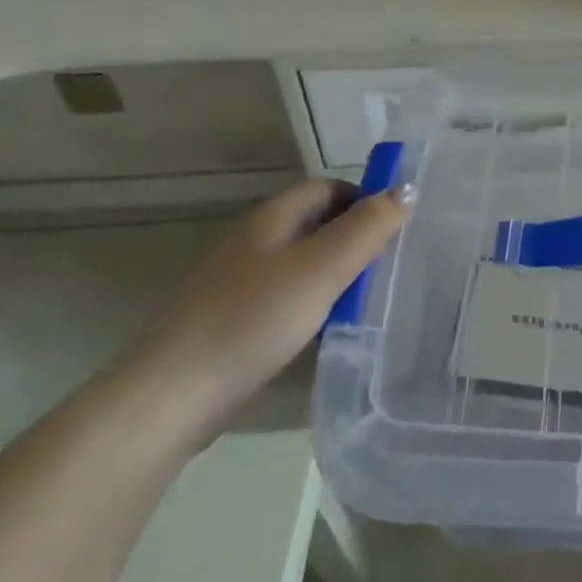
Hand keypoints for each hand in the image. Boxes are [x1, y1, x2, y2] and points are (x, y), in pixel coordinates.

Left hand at [123, 180, 408, 441]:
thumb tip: (407, 189)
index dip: (366, 200)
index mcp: (274, 217)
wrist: (175, 393)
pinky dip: (314, 301)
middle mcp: (256, 238)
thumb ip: (368, 228)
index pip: (330, 188)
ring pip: (304, 261)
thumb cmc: (255, 318)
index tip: (397, 230)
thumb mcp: (323, 268)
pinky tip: (327, 327)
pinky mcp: (235, 315)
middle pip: (318, 223)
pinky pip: (288, 293)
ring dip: (338, 273)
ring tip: (368, 299)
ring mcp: (241, 278)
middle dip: (356, 238)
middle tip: (390, 266)